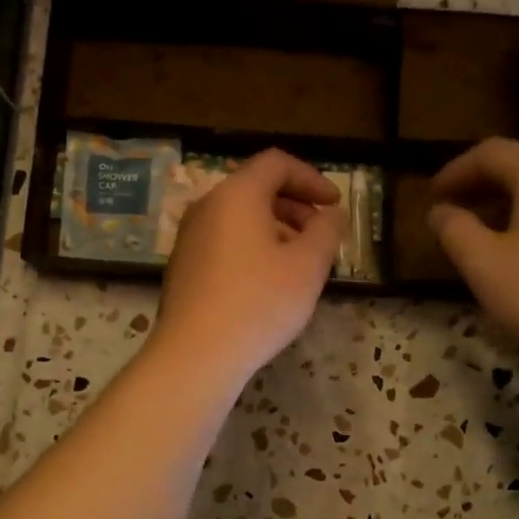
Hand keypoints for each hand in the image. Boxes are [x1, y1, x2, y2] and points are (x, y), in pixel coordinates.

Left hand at [153, 149, 344, 384]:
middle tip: (321, 235)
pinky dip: (253, 247)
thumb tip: (332, 214)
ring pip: (240, 218)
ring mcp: (190, 237)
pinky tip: (268, 283)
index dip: (311, 178)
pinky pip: (225, 241)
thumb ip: (326, 231)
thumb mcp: (308, 266)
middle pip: (256, 188)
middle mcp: (207, 207)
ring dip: (276, 229)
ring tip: (300, 262)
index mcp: (237, 194)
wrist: (196, 355)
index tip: (334, 205)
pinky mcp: (184, 267)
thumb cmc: (259, 303)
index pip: (276, 163)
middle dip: (295, 206)